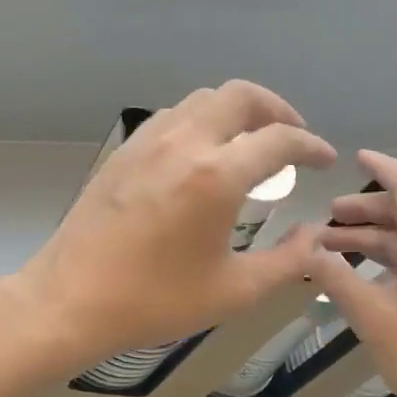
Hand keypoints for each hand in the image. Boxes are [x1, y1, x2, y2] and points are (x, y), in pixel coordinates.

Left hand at [14, 81, 334, 369]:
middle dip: (277, 109)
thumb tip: (316, 237)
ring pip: (203, 99)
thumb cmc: (155, 300)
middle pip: (241, 95)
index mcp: (217, 175)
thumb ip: (287, 262)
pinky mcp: (124, 151)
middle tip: (292, 137)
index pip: (279, 139)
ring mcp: (148, 141)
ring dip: (237, 110)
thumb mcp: (234, 292)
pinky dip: (201, 120)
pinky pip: (173, 116)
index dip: (311, 146)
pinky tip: (203, 154)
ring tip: (250, 142)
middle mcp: (185, 142)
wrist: (71, 300)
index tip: (325, 160)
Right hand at [309, 150, 396, 396]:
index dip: (382, 168)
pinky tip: (361, 282)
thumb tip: (308, 250)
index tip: (354, 157)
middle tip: (326, 218)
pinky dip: (387, 263)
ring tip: (331, 250)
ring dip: (372, 241)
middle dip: (365, 211)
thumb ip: (338, 281)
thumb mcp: (375, 320)